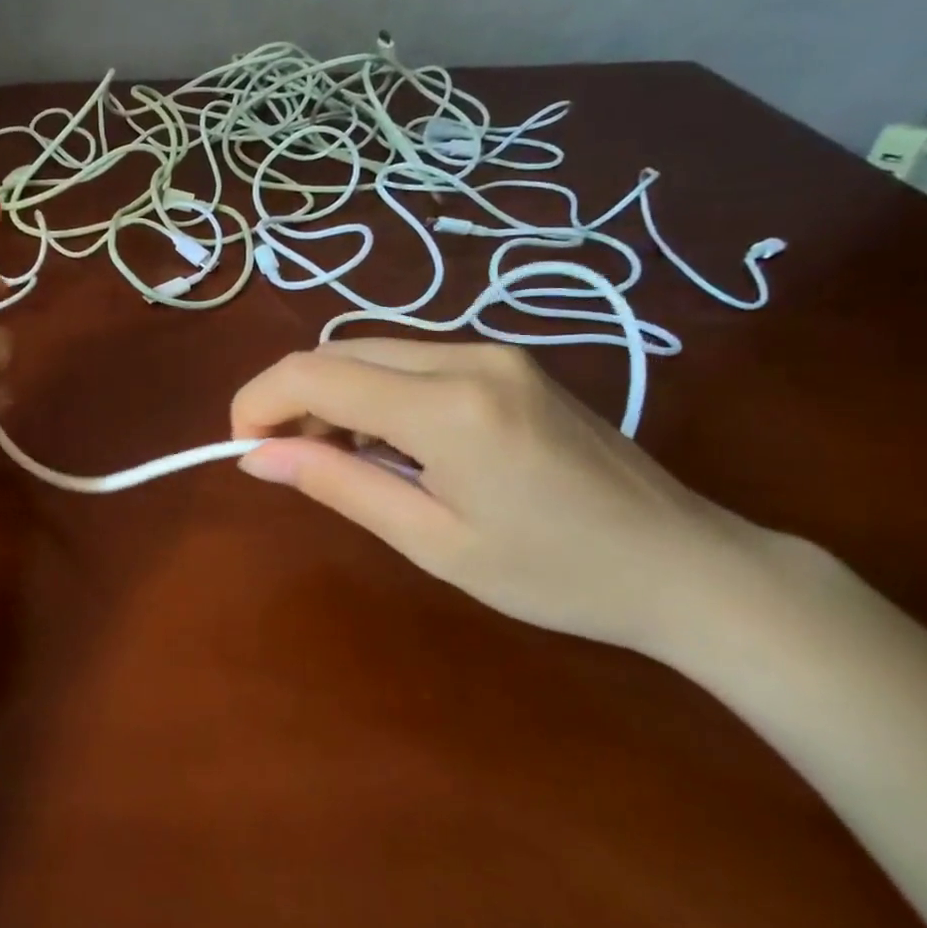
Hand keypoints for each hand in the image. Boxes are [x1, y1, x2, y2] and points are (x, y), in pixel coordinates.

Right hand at [230, 339, 794, 656]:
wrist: (687, 564)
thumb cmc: (556, 575)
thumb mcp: (433, 542)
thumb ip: (339, 485)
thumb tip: (258, 457)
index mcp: (447, 406)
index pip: (315, 374)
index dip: (258, 400)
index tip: (239, 446)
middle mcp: (465, 357)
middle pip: (337, 353)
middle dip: (291, 398)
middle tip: (284, 459)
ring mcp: (491, 352)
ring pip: (370, 352)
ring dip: (331, 396)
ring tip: (334, 458)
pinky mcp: (506, 362)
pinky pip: (410, 361)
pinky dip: (374, 393)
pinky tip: (387, 443)